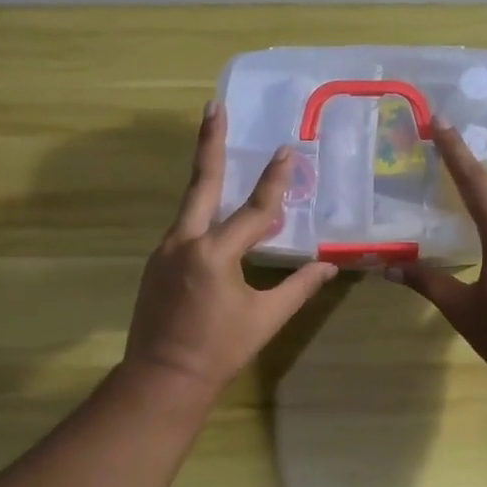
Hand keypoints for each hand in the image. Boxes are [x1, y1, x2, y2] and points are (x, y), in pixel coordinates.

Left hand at [123, 104, 338, 396]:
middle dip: (209, 143)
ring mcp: (166, 250)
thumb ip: (298, 287)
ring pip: (191, 204)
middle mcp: (185, 242)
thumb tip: (329, 266)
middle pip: (201, 183)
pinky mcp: (157, 262)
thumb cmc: (220, 350)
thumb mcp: (266, 318)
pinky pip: (185, 226)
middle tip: (213, 107)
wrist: (162, 379)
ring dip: (206, 176)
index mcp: (215, 255)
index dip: (274, 182)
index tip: (286, 152)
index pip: (254, 210)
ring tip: (217, 145)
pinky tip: (217, 213)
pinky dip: (204, 212)